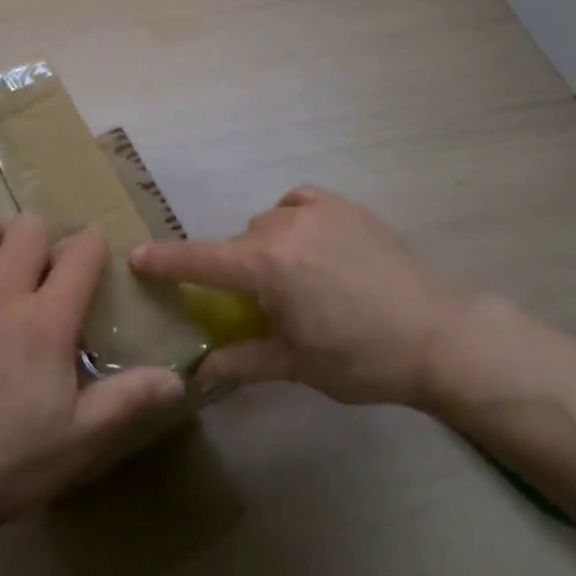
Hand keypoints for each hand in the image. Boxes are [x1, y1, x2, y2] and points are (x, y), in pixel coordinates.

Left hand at [0, 213, 187, 535]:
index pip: (82, 251)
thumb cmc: (3, 461)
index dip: (92, 248)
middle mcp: (0, 288)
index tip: (90, 263)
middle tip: (37, 276)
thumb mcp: (77, 440)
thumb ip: (127, 401)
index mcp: (45, 319)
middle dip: (42, 241)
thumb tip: (178, 380)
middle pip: (30, 225)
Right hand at [132, 187, 475, 408]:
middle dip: (238, 270)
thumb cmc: (362, 357)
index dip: (165, 260)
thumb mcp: (296, 364)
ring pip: (267, 221)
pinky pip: (297, 201)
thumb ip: (242, 361)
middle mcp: (282, 227)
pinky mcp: (344, 206)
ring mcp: (315, 211)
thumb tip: (200, 374)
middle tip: (261, 304)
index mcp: (265, 266)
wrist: (438, 334)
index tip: (136, 256)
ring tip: (296, 278)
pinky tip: (307, 240)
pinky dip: (291, 216)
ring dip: (266, 247)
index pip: (200, 260)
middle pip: (238, 243)